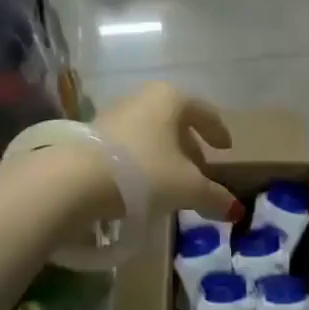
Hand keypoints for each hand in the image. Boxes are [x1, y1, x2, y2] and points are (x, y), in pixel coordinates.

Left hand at [93, 82, 243, 221]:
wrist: (74, 180)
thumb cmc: (143, 172)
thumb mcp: (187, 187)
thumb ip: (213, 196)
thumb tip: (235, 211)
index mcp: (171, 99)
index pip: (204, 112)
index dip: (218, 131)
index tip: (226, 148)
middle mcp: (143, 98)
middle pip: (175, 122)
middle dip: (189, 146)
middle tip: (200, 170)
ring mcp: (115, 114)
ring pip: (150, 133)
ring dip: (164, 155)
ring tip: (171, 181)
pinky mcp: (92, 135)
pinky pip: (129, 145)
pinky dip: (141, 161)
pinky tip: (142, 184)